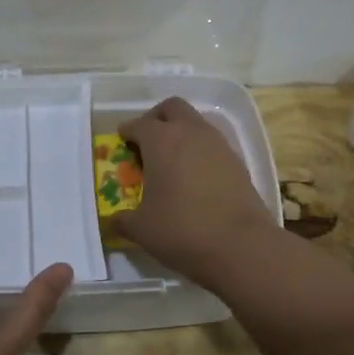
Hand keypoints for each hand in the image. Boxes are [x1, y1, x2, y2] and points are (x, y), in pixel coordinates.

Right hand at [111, 97, 274, 283]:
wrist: (241, 246)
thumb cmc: (181, 230)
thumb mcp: (141, 229)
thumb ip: (122, 220)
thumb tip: (112, 221)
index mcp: (161, 140)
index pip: (139, 124)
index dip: (127, 132)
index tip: (121, 143)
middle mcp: (191, 133)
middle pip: (172, 108)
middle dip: (156, 119)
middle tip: (146, 142)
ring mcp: (219, 145)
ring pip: (196, 123)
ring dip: (181, 134)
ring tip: (170, 162)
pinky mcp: (238, 162)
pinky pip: (212, 145)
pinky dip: (199, 152)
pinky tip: (193, 178)